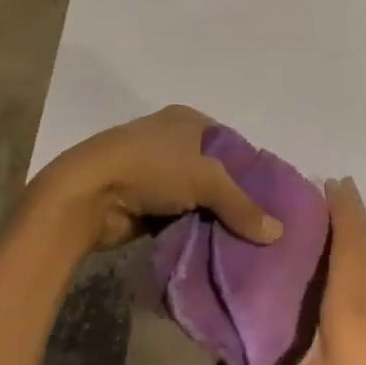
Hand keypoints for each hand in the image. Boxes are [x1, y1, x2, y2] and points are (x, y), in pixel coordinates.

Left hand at [35, 105, 283, 251]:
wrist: (86, 194)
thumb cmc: (151, 168)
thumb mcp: (206, 181)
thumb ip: (242, 206)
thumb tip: (278, 232)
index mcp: (187, 119)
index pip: (231, 143)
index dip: (250, 169)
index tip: (269, 198)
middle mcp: (171, 139)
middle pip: (213, 171)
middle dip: (231, 197)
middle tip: (257, 224)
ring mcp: (153, 170)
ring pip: (194, 196)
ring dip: (209, 216)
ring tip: (239, 239)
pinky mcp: (139, 199)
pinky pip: (175, 215)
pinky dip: (189, 228)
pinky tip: (209, 245)